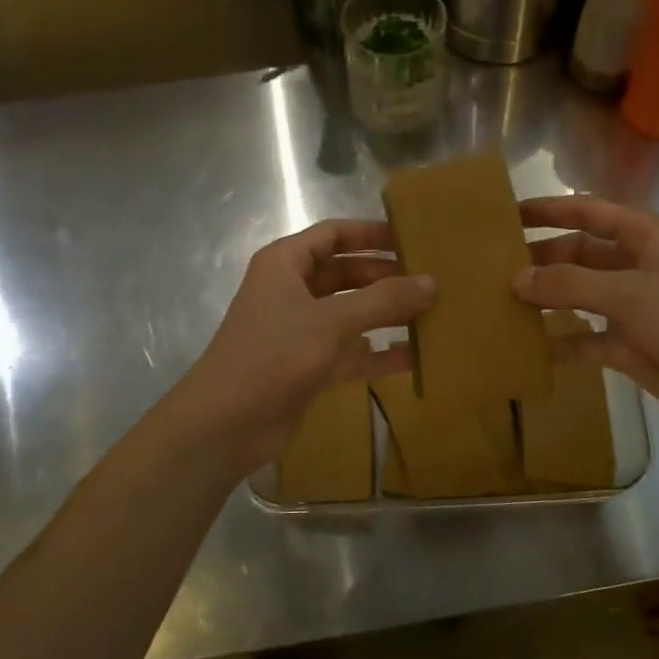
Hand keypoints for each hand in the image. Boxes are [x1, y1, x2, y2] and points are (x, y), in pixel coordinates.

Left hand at [178, 219, 433, 470]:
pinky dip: (378, 353)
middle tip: (431, 281)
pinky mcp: (308, 367)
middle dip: (386, 277)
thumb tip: (432, 282)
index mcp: (285, 264)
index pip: (333, 234)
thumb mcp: (332, 321)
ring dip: (386, 316)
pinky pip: (350, 352)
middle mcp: (292, 291)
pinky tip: (415, 357)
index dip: (371, 233)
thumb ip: (383, 300)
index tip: (412, 239)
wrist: (225, 424)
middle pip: (346, 274)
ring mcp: (300, 331)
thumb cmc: (273, 356)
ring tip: (432, 315)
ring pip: (351, 314)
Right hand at [513, 195, 658, 438]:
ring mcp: (629, 306)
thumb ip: (568, 284)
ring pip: (577, 295)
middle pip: (577, 253)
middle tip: (493, 266)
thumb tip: (516, 278)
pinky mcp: (626, 344)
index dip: (549, 210)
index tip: (508, 214)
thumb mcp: (626, 293)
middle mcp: (633, 265)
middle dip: (540, 258)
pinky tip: (528, 347)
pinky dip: (560, 342)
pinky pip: (583, 338)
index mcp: (642, 237)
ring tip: (501, 302)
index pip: (587, 212)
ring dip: (546, 298)